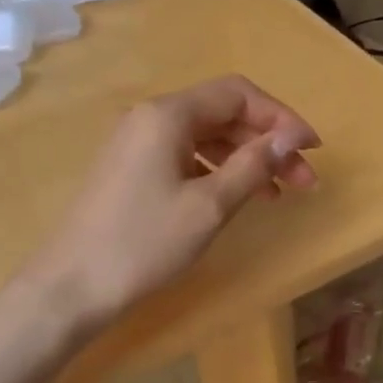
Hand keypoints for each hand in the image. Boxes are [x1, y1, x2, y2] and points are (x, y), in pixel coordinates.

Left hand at [26, 76, 318, 326]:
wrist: (70, 288)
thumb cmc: (143, 243)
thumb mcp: (209, 205)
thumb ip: (253, 165)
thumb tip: (290, 137)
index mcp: (167, 114)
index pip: (238, 94)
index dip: (281, 117)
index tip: (312, 149)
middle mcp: (150, 117)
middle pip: (222, 113)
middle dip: (267, 142)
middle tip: (303, 181)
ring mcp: (136, 143)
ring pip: (205, 137)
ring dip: (245, 158)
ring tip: (277, 194)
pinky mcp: (130, 169)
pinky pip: (184, 156)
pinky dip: (217, 171)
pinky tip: (236, 197)